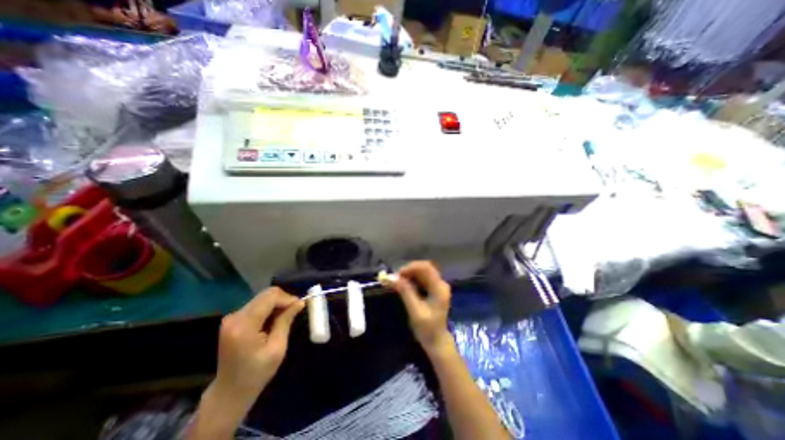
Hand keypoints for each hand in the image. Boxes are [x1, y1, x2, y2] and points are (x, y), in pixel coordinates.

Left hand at [214, 286, 302, 403]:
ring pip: (262, 298)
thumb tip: (299, 302)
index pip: (270, 297)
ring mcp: (232, 317)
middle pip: (266, 295)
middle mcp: (235, 317)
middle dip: (283, 300)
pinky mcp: (233, 319)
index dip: (287, 298)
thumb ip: (286, 321)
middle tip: (294, 311)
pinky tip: (273, 321)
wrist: (229, 392)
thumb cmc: (257, 373)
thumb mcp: (277, 348)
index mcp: (244, 325)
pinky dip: (269, 308)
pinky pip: (257, 304)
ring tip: (285, 317)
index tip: (299, 306)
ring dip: (277, 304)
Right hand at [385, 261, 454, 356]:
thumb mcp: (415, 310)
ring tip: (397, 281)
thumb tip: (392, 277)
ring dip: (409, 274)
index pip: (426, 268)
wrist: (437, 342)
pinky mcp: (434, 290)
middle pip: (424, 268)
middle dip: (409, 270)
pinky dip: (412, 279)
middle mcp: (440, 284)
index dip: (411, 267)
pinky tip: (404, 285)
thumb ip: (405, 292)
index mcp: (439, 288)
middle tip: (395, 278)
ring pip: (422, 272)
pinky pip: (422, 279)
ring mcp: (438, 286)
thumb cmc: (427, 329)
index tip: (398, 274)